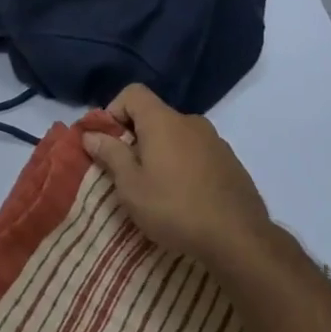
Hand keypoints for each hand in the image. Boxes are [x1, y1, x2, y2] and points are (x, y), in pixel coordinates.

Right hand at [82, 84, 274, 273]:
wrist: (239, 239)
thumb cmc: (174, 208)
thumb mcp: (131, 185)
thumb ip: (110, 154)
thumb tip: (91, 134)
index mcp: (163, 120)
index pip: (133, 93)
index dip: (114, 111)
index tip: (110, 143)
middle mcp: (191, 121)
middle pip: (154, 116)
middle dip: (137, 138)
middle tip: (130, 172)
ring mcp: (215, 141)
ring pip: (177, 136)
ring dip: (162, 153)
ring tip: (159, 189)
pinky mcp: (231, 162)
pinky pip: (198, 153)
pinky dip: (185, 165)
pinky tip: (186, 198)